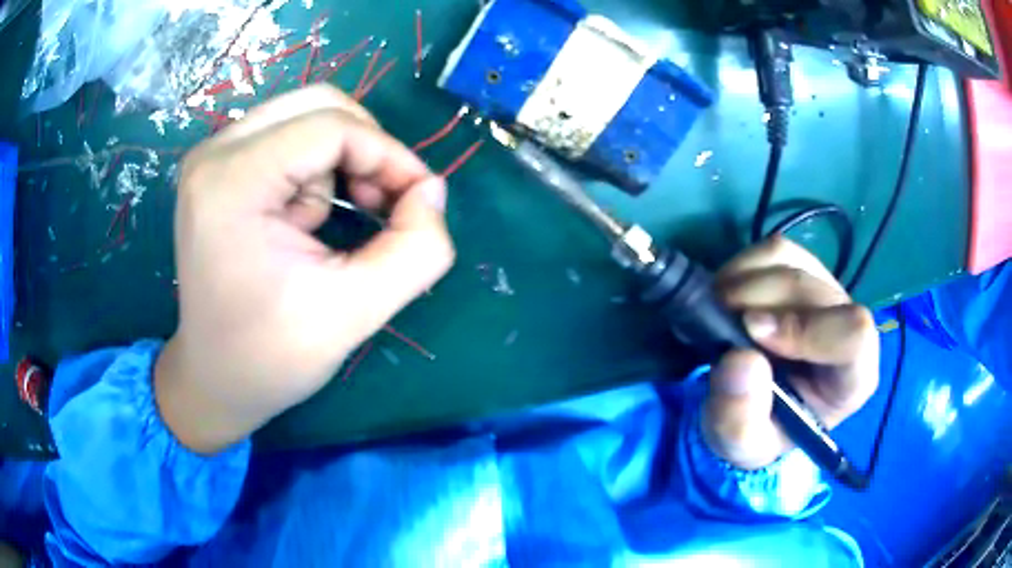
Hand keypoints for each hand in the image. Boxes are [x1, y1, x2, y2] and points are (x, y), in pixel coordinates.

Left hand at [155, 86, 454, 452]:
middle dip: (365, 148)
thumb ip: (417, 249)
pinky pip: (287, 137)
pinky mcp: (217, 169)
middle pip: (318, 104)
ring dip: (339, 161)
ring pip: (306, 116)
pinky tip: (307, 218)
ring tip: (333, 222)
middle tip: (381, 204)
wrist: (217, 379)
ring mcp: (211, 157)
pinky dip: (315, 167)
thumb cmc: (272, 355)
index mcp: (232, 182)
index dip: (389, 156)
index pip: (332, 128)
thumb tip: (431, 190)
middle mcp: (214, 154)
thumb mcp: (356, 311)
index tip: (419, 201)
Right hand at [701, 237, 878, 469]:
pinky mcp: (801, 270)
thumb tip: (740, 359)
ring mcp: (825, 291)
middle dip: (760, 300)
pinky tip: (725, 296)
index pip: (854, 335)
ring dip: (746, 281)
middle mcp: (846, 326)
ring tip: (717, 311)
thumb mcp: (740, 445)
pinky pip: (774, 250)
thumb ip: (739, 418)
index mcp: (851, 377)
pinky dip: (742, 267)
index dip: (805, 327)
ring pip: (793, 262)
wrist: (751, 406)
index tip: (752, 333)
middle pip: (815, 290)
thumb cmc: (758, 430)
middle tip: (717, 322)